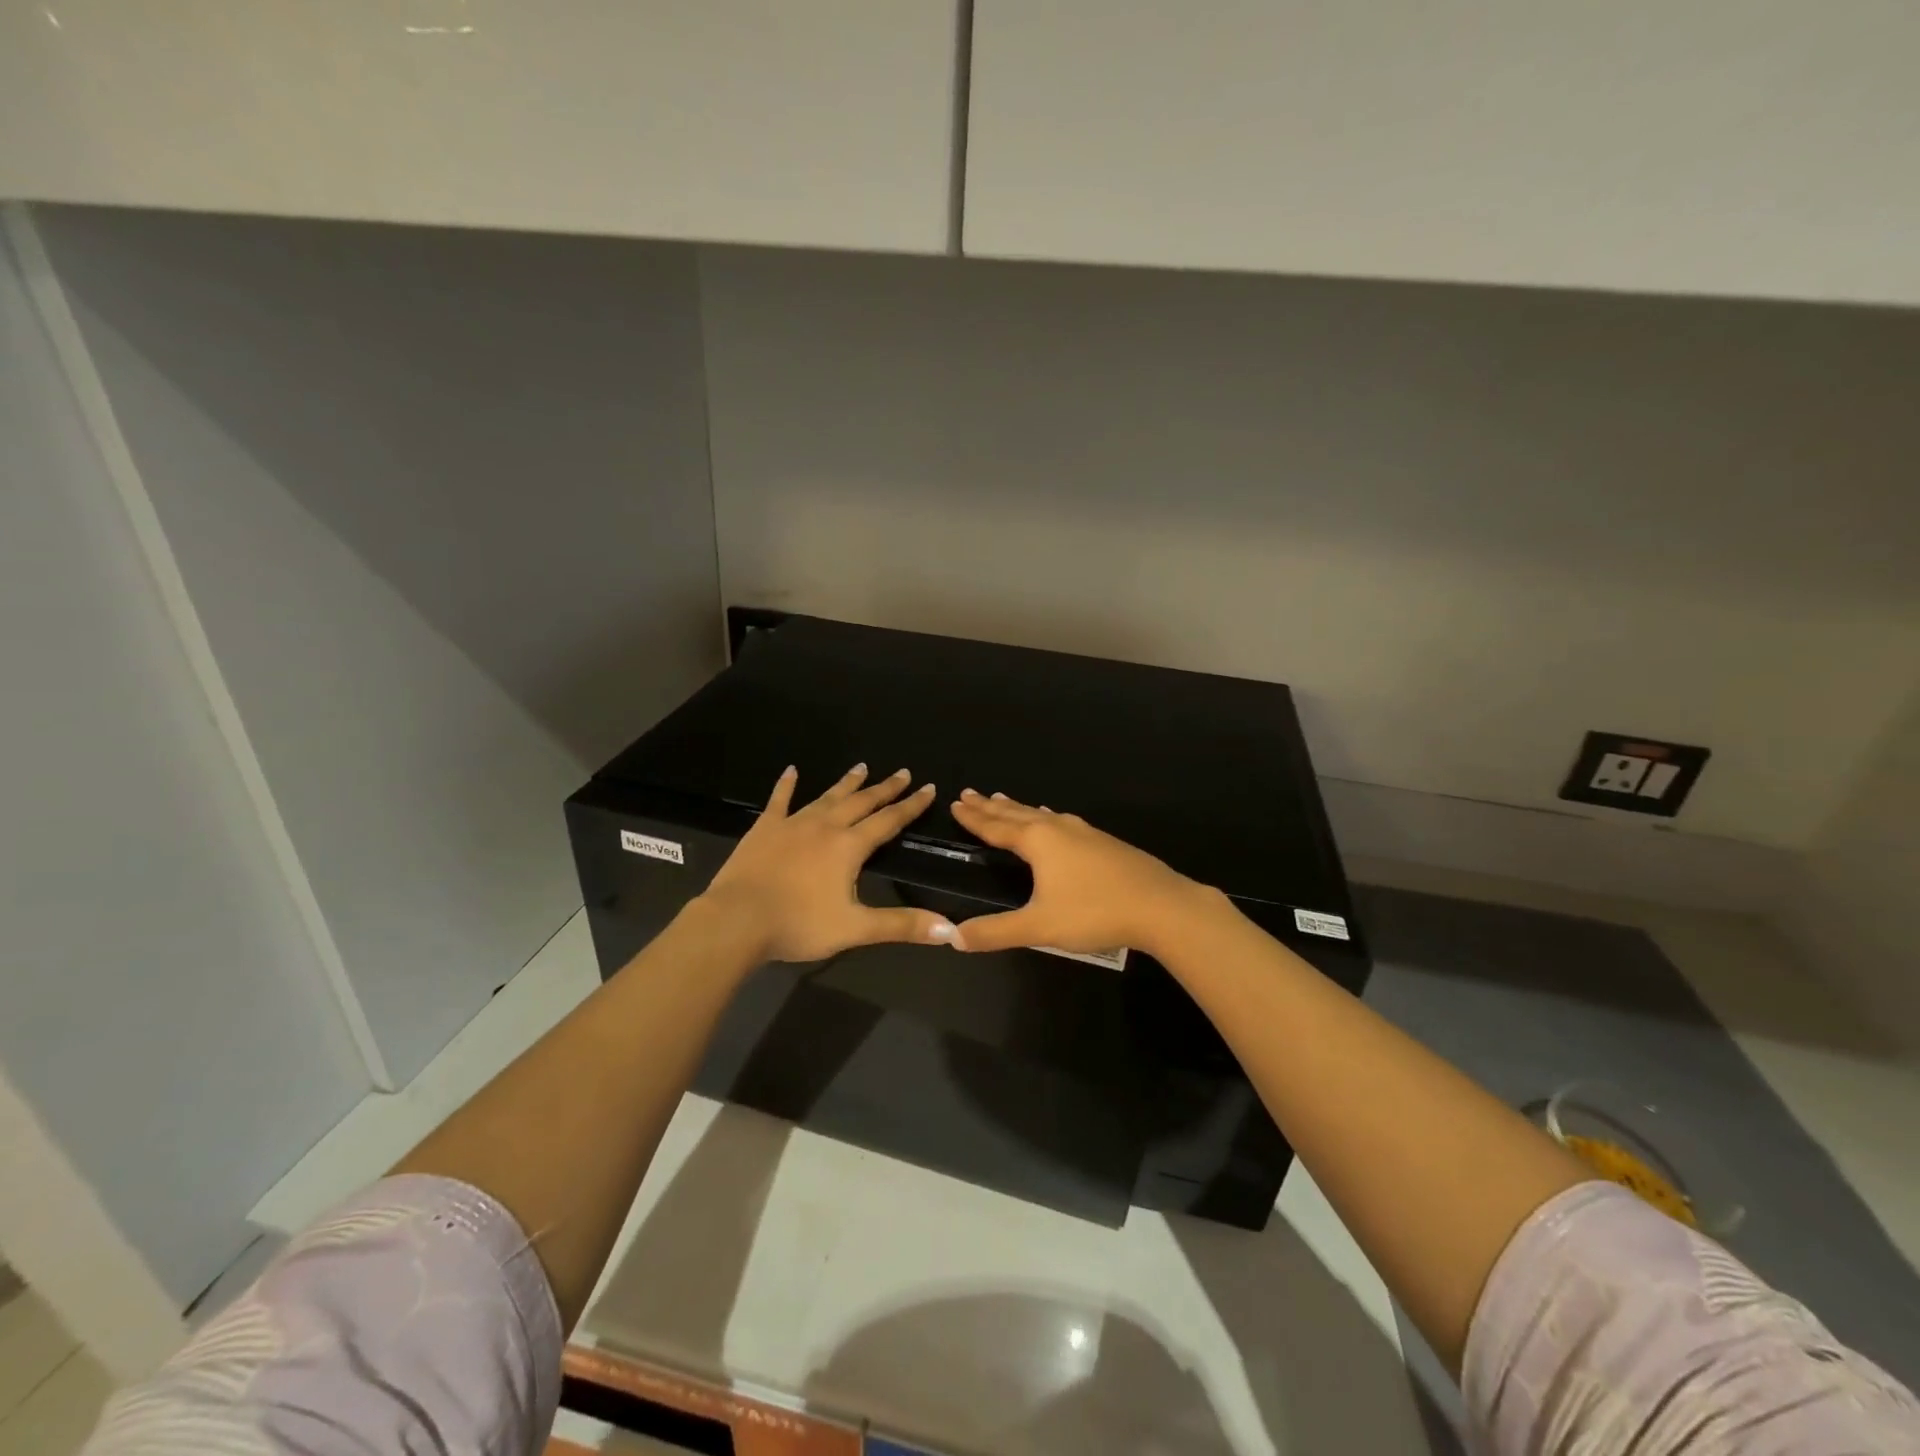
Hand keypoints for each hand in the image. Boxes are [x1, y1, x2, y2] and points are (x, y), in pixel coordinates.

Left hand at [700, 764, 958, 962]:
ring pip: (826, 796)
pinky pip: (779, 800)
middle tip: (902, 772)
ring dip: (846, 783)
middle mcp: (825, 826)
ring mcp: (792, 824)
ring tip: (861, 767)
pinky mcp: (764, 829)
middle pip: (861, 802)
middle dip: (884, 788)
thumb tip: (951, 931)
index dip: (911, 806)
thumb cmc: (798, 924)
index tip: (928, 788)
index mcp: (849, 847)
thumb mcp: (855, 928)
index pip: (889, 821)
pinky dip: (786, 785)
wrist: (737, 920)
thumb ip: (902, 925)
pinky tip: (791, 771)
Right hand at [947, 789, 1206, 955]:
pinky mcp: (1103, 841)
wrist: (1160, 905)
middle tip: (970, 794)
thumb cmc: (1094, 913)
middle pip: (1017, 813)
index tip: (956, 803)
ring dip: (1018, 808)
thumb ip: (995, 932)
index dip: (974, 818)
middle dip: (991, 807)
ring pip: (1042, 814)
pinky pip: (1062, 820)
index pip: (996, 827)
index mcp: (1038, 842)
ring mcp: (1083, 832)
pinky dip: (1045, 815)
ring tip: (1001, 799)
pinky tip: (1054, 818)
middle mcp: (1058, 828)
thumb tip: (952, 937)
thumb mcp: (1039, 927)